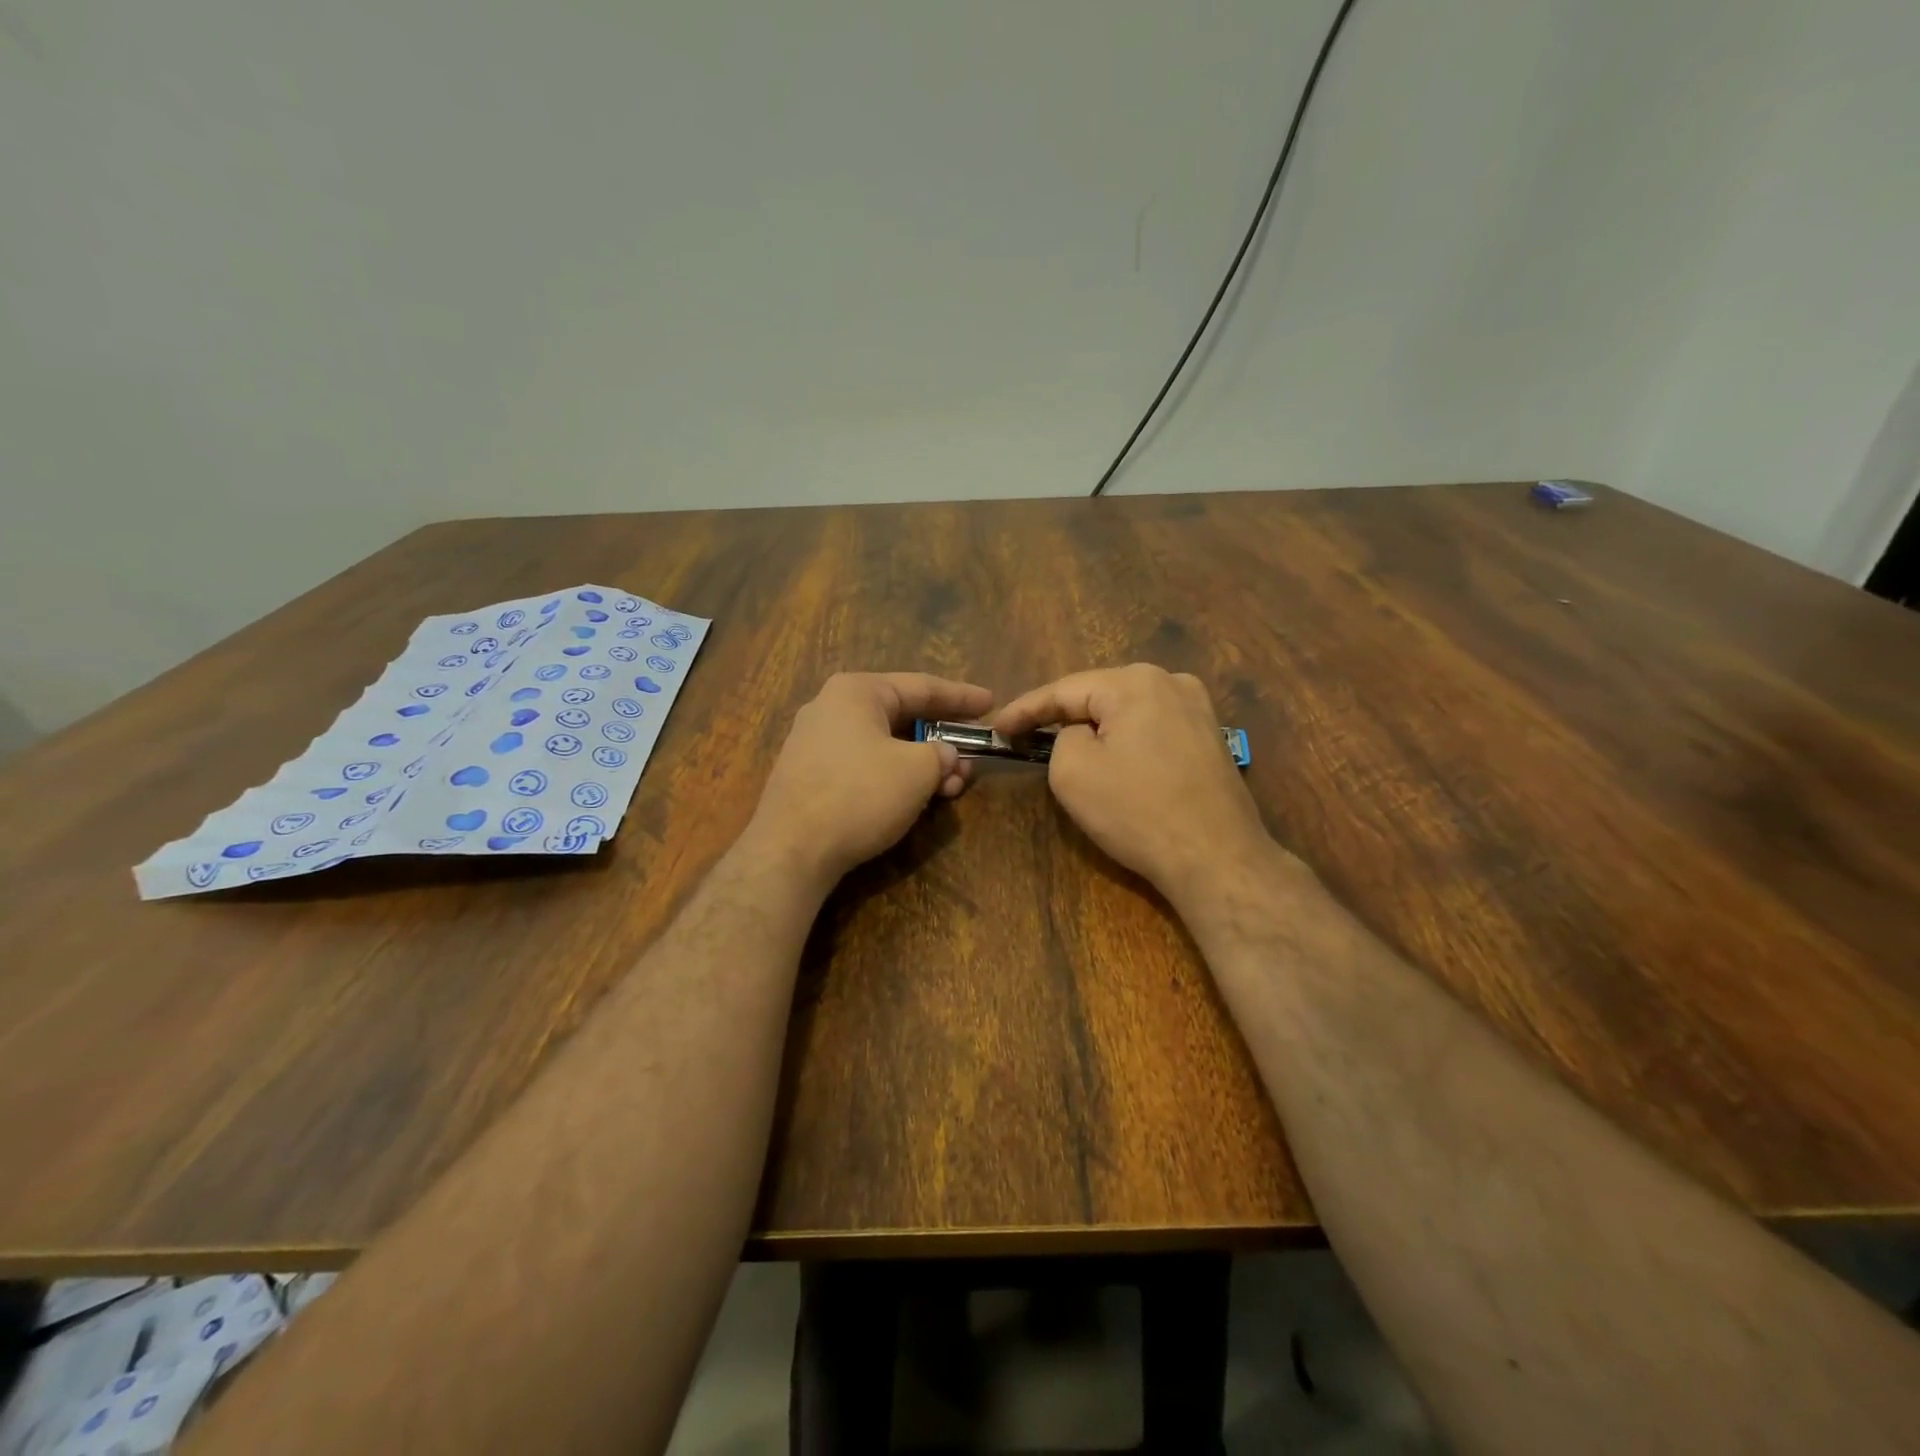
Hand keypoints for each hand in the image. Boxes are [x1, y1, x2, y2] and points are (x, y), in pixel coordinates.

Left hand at [748, 672, 992, 888]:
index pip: (922, 686)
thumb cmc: (860, 795)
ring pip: (885, 744)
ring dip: (923, 763)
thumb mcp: (917, 770)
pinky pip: (865, 764)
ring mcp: (816, 742)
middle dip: (943, 738)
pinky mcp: (810, 776)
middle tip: (973, 756)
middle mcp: (832, 707)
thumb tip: (944, 756)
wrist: (791, 850)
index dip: (962, 696)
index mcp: (857, 691)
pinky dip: (896, 776)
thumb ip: (942, 754)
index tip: (991, 703)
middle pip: (902, 716)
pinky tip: (917, 798)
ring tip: (952, 788)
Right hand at [994, 664, 1275, 907]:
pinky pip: (1152, 729)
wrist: (1216, 857)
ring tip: (1064, 746)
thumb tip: (1081, 736)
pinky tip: (1115, 760)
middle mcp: (1171, 682)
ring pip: (1127, 711)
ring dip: (1096, 728)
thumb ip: (1061, 738)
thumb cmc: (1137, 811)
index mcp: (1134, 682)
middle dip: (1062, 715)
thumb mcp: (1072, 771)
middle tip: (1026, 735)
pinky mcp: (1210, 738)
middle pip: (1099, 695)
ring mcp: (1198, 709)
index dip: (1024, 710)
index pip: (1063, 690)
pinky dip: (1126, 740)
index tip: (997, 729)